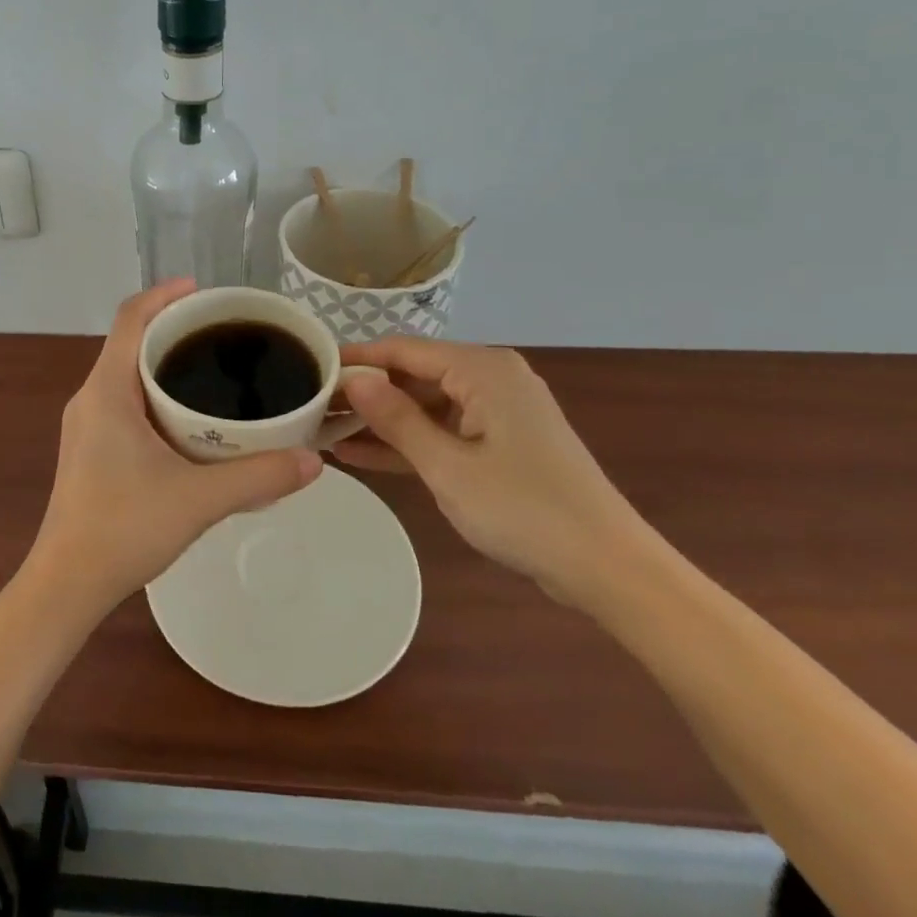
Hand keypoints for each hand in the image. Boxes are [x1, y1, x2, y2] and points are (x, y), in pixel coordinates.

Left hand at [24, 280, 322, 619]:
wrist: (67, 584)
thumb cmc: (124, 529)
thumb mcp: (199, 499)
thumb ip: (259, 476)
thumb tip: (314, 460)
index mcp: (107, 391)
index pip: (129, 319)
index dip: (164, 295)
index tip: (203, 291)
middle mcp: (90, 398)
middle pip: (129, 342)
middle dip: (173, 330)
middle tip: (223, 334)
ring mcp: (85, 425)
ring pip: (126, 374)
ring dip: (163, 364)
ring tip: (213, 371)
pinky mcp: (89, 448)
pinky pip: (123, 401)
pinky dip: (155, 394)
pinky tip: (189, 420)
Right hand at [332, 338, 655, 611]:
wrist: (607, 567)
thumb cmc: (525, 510)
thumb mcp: (448, 466)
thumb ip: (397, 418)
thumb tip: (354, 378)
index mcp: (482, 370)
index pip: (402, 349)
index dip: (354, 359)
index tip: (309, 371)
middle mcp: (489, 378)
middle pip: (412, 374)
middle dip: (364, 393)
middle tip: (310, 409)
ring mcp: (496, 412)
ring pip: (424, 405)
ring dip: (380, 421)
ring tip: (324, 432)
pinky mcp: (499, 443)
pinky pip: (442, 431)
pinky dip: (408, 442)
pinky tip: (360, 454)